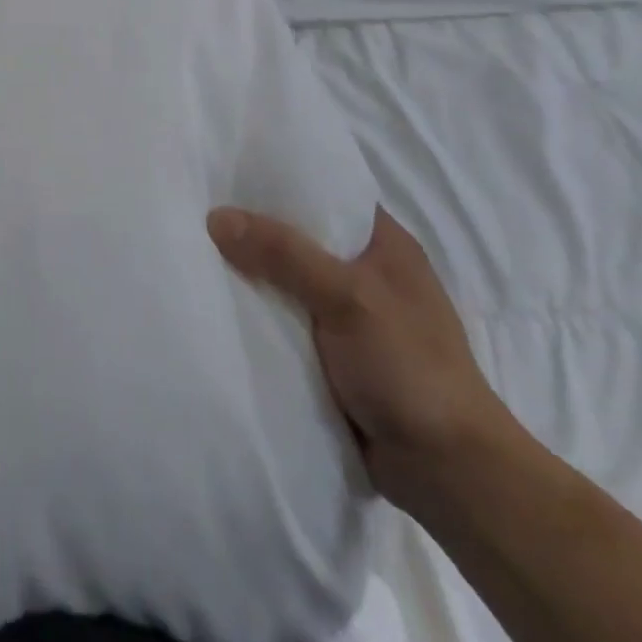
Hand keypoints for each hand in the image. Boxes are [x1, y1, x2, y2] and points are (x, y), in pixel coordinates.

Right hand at [207, 205, 514, 513]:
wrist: (449, 475)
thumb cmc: (410, 369)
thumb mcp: (347, 298)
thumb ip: (283, 253)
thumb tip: (215, 216)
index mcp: (384, 243)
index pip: (324, 191)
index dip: (277, 177)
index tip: (225, 165)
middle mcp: (364, 271)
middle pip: (297, 234)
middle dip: (252, 225)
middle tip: (195, 205)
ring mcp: (348, 314)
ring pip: (285, 277)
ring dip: (250, 271)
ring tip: (192, 247)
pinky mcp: (331, 352)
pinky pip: (283, 316)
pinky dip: (256, 310)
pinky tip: (218, 299)